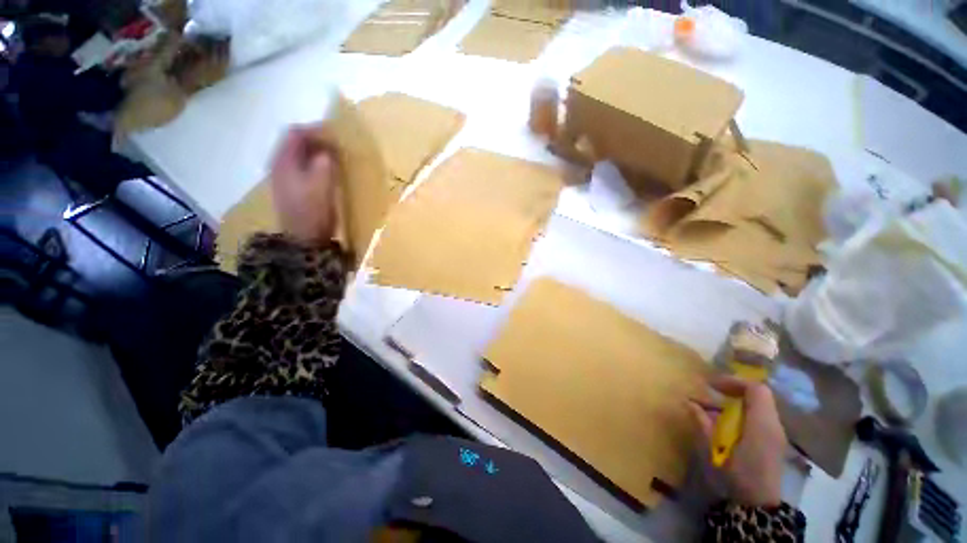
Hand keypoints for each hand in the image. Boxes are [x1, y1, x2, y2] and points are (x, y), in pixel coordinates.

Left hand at [270, 125, 339, 245]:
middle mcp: (278, 165)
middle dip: (315, 139)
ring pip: (297, 154)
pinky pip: (300, 166)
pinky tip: (325, 171)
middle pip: (294, 142)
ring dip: (315, 151)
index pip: (295, 133)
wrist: (304, 239)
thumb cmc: (313, 210)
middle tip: (337, 144)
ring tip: (334, 156)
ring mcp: (283, 177)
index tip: (336, 134)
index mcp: (283, 161)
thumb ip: (325, 162)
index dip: (315, 129)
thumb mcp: (323, 184)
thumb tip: (328, 149)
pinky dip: (313, 163)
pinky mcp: (290, 188)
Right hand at [689, 374, 786, 506]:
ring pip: (756, 406)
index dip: (733, 381)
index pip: (756, 389)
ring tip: (711, 407)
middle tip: (710, 390)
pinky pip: (757, 417)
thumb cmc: (737, 473)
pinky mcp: (772, 441)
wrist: (758, 503)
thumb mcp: (714, 448)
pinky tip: (723, 423)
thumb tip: (688, 402)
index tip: (711, 384)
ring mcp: (775, 433)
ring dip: (734, 402)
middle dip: (732, 389)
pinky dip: (740, 413)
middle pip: (757, 395)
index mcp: (762, 423)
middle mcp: (772, 424)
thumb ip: (703, 423)